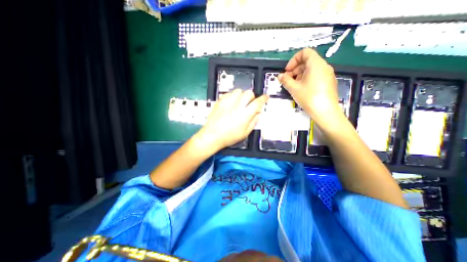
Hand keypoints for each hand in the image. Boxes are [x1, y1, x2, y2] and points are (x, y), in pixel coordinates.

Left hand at [195, 89, 267, 151]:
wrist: (212, 135)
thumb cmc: (229, 136)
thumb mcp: (245, 133)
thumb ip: (254, 121)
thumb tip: (258, 113)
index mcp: (245, 114)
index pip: (258, 102)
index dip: (263, 99)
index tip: (265, 97)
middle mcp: (237, 105)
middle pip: (249, 93)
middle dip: (252, 97)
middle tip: (249, 104)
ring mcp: (228, 102)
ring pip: (239, 91)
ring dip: (242, 95)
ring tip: (239, 103)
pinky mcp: (220, 101)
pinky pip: (229, 93)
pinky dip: (233, 96)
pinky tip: (231, 103)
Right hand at [277, 48, 339, 121]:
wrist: (325, 112)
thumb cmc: (309, 97)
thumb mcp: (294, 88)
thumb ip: (285, 80)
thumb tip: (279, 76)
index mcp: (316, 64)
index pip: (305, 52)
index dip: (293, 60)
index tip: (287, 71)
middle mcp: (323, 66)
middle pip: (307, 61)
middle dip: (294, 69)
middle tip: (287, 80)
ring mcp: (327, 75)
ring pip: (311, 69)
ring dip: (299, 75)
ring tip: (292, 86)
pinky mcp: (328, 82)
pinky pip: (315, 76)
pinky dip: (306, 79)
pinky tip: (301, 89)